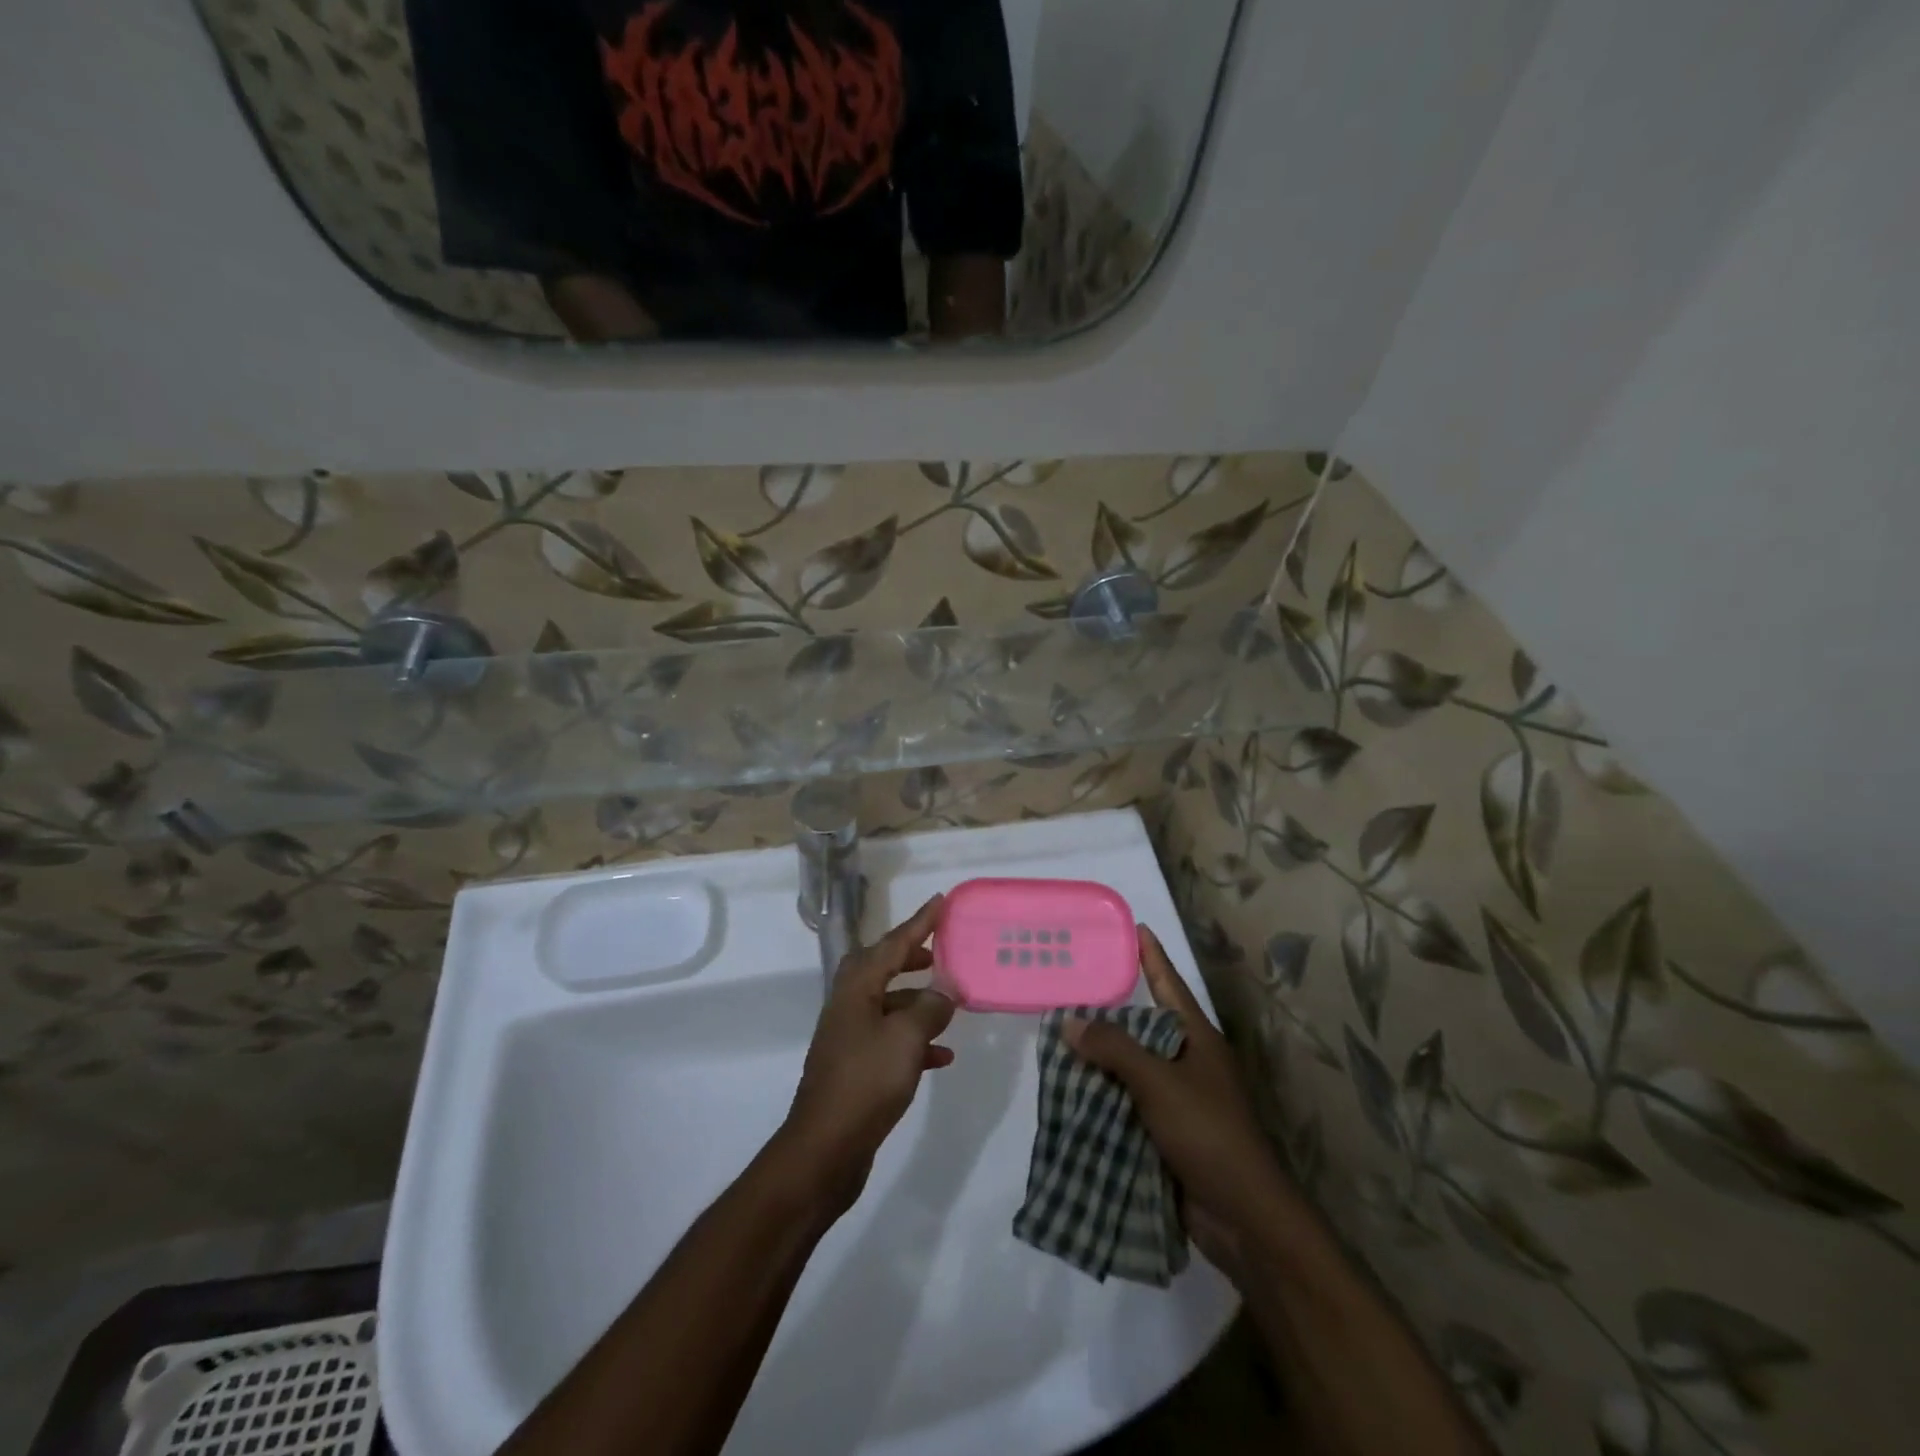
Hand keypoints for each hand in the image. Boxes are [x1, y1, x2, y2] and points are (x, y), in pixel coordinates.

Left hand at [778, 895, 955, 1214]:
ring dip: (918, 1002)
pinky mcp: (856, 1068)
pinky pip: (891, 1040)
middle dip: (912, 958)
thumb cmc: (866, 1082)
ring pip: (889, 1006)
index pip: (893, 943)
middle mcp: (849, 1005)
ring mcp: (850, 1037)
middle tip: (941, 952)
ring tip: (951, 1004)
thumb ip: (931, 1006)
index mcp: (857, 988)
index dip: (919, 922)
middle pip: (883, 968)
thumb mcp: (906, 1038)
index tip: (940, 901)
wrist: (825, 1149)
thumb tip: (948, 985)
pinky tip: (943, 1056)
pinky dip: (915, 1041)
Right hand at [1063, 926, 1297, 1268]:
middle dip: (1111, 1011)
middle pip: (1146, 1027)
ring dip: (1102, 1058)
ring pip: (1133, 1067)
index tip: (1136, 927)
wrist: (1242, 1215)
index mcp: (1198, 1040)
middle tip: (1073, 986)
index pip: (1170, 985)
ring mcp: (1180, 1099)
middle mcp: (1190, 1062)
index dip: (1152, 957)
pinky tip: (1073, 1090)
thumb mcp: (1158, 1082)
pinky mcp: (1168, 1133)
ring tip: (1060, 1037)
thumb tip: (1070, 1021)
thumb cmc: (1207, 1132)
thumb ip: (1114, 1049)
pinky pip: (1129, 1102)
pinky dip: (1105, 1095)